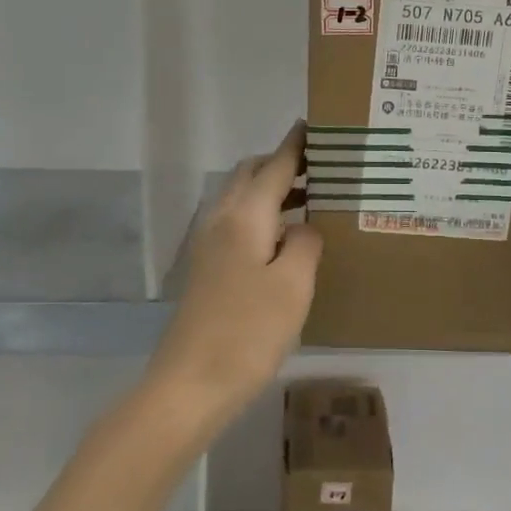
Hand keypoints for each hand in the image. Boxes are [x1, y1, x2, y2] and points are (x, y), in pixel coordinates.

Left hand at [147, 122, 322, 428]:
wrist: (190, 385)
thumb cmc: (247, 332)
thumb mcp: (293, 286)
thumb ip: (305, 244)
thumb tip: (305, 227)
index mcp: (244, 216)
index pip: (274, 166)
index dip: (295, 145)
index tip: (315, 125)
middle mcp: (222, 220)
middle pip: (250, 174)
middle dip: (282, 163)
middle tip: (321, 167)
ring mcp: (210, 245)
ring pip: (242, 199)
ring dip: (273, 190)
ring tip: (312, 199)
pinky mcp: (208, 269)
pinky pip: (239, 223)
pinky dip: (264, 216)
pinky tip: (286, 240)